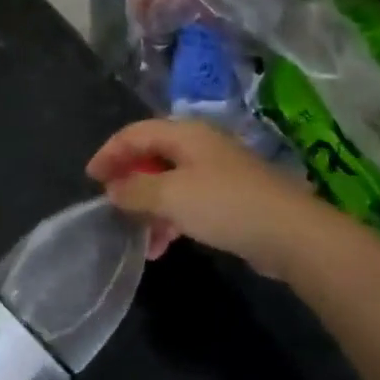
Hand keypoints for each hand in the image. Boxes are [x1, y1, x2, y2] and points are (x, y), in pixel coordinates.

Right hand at [86, 117, 330, 279]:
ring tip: (138, 237)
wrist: (290, 233)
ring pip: (169, 182)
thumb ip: (135, 191)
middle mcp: (200, 146)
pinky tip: (163, 246)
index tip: (90, 178)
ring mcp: (217, 171)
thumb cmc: (224, 204)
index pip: (135, 133)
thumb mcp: (170, 196)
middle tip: (110, 205)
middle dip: (129, 181)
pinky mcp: (230, 198)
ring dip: (149, 207)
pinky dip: (171, 219)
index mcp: (184, 134)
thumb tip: (113, 190)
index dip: (109, 152)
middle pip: (152, 156)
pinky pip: (188, 202)